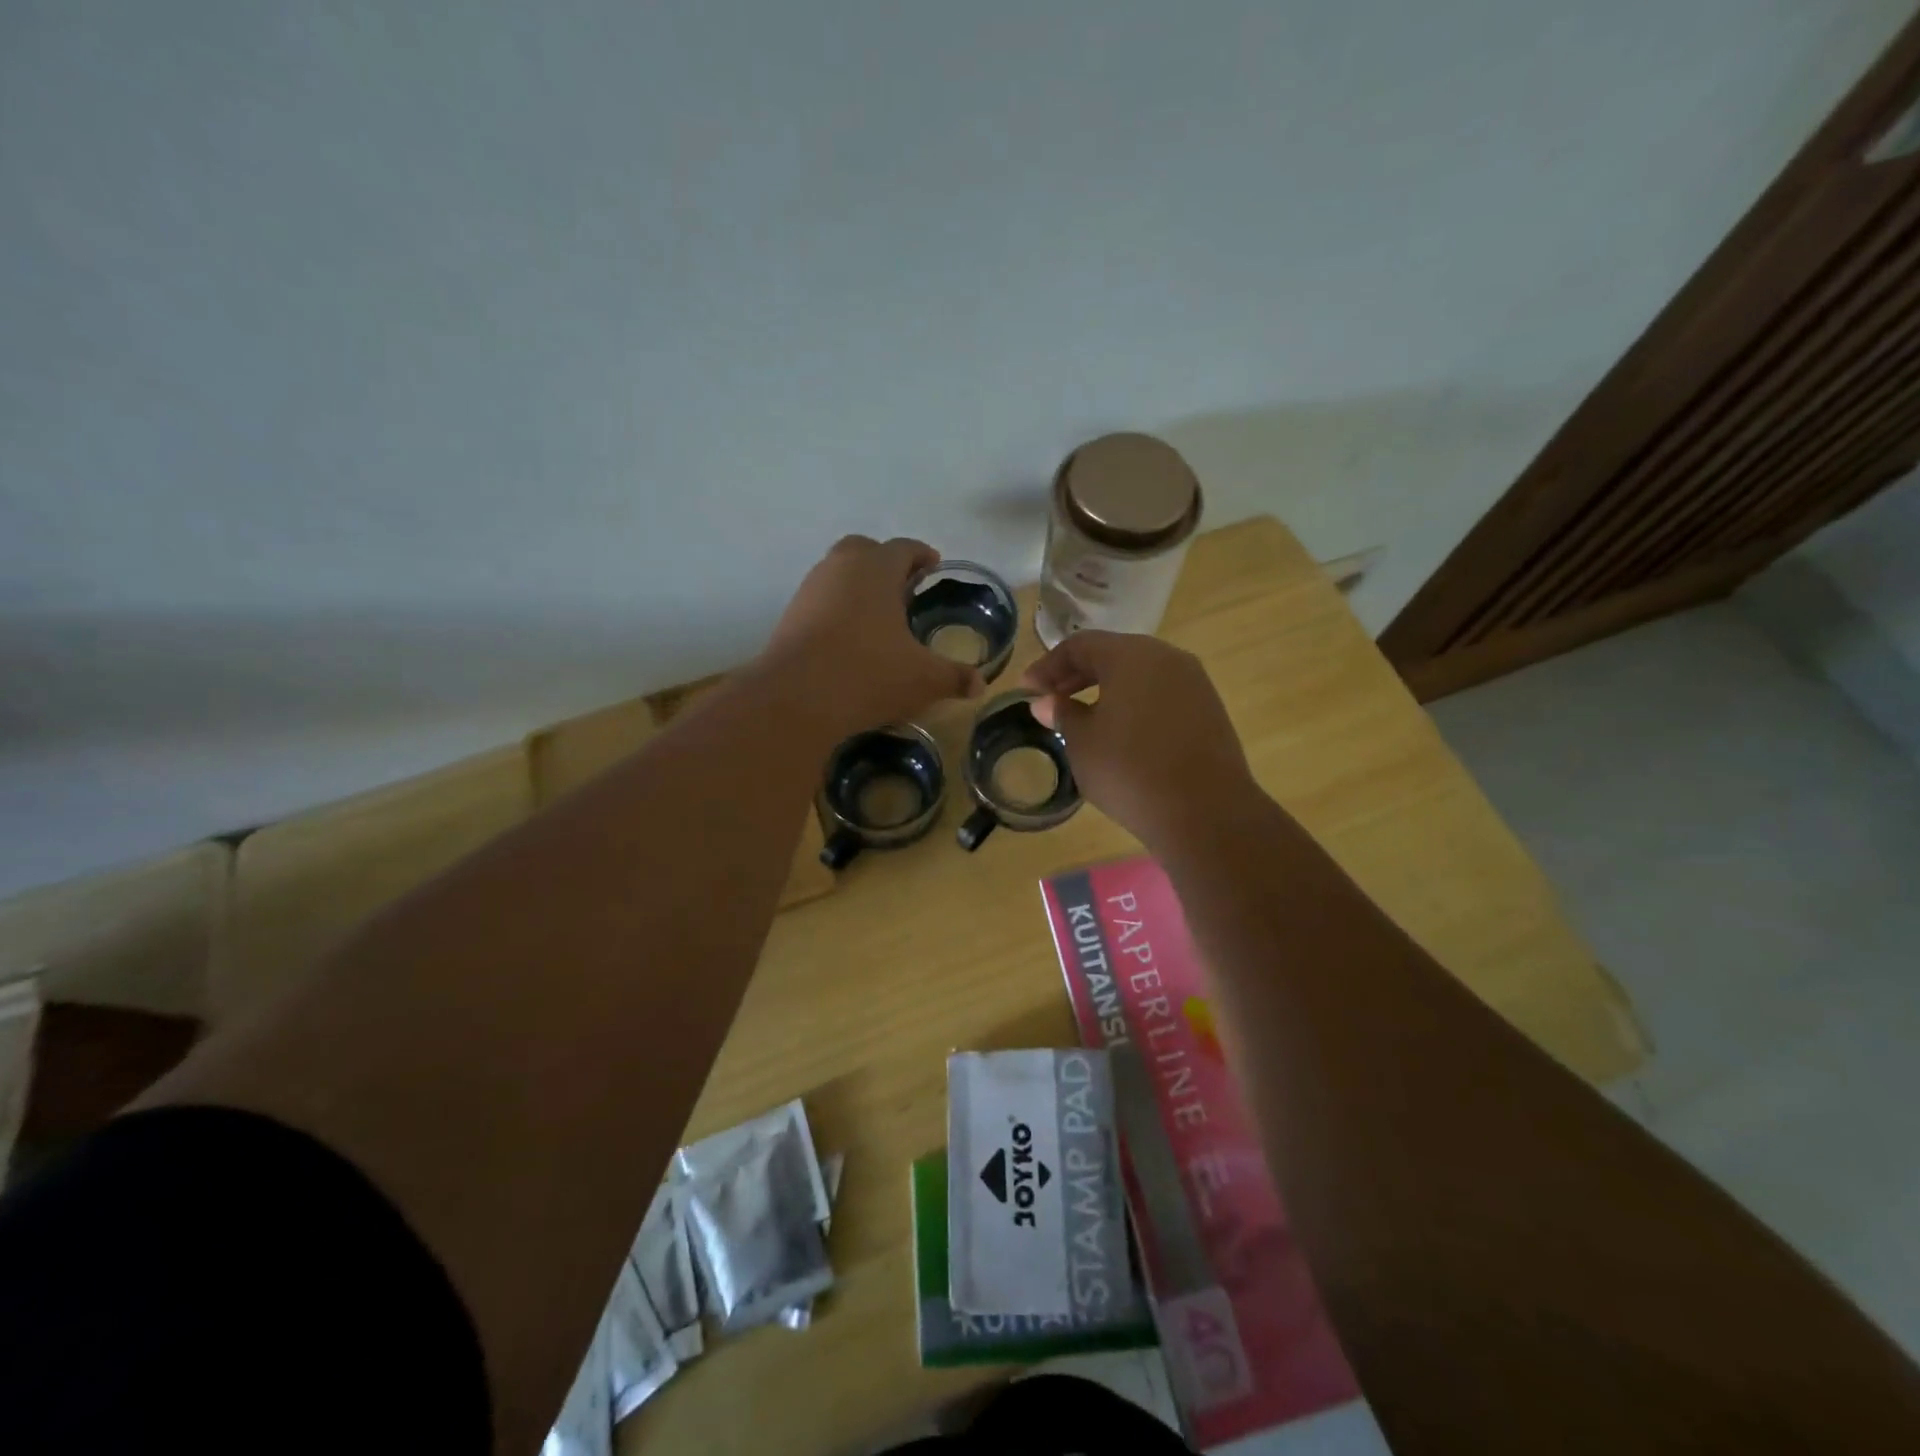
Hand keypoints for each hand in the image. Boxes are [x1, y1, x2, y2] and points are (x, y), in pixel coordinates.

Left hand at [760, 535, 982, 738]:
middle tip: (904, 588)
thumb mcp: (923, 680)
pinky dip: (837, 608)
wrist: (796, 699)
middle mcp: (840, 567)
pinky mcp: (789, 615)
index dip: (922, 555)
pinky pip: (820, 599)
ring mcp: (810, 589)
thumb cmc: (868, 675)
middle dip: (885, 563)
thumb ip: (954, 677)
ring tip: (878, 616)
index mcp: (877, 568)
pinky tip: (849, 638)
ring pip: (838, 573)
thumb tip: (979, 685)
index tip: (933, 567)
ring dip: (858, 585)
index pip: (904, 548)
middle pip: (865, 549)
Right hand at [1021, 631, 1256, 847]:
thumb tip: (1047, 702)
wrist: (1205, 811)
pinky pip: (1161, 694)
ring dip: (1107, 689)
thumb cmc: (1129, 770)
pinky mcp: (1209, 708)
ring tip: (1084, 717)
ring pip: (1140, 674)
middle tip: (1051, 700)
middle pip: (1112, 654)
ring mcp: (1193, 682)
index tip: (1027, 690)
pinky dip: (1135, 703)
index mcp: (1130, 655)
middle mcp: (1165, 657)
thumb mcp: (1082, 743)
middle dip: (1077, 675)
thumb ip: (1062, 714)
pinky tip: (1122, 732)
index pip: (1079, 646)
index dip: (1048, 666)